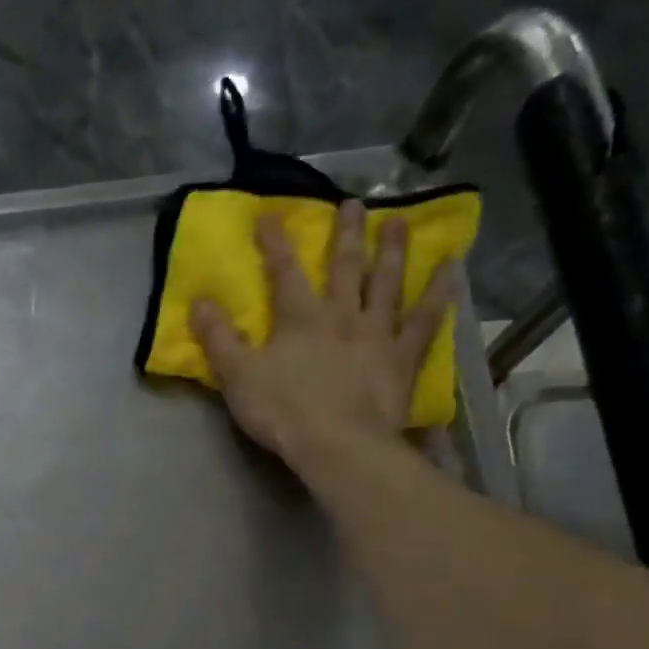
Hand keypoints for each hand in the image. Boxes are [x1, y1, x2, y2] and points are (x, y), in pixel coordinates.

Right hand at [188, 201, 460, 468]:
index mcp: (300, 318)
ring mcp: (378, 333)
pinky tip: (450, 270)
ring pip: (387, 283)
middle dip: (345, 233)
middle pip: (345, 266)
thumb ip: (218, 338)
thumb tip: (198, 301)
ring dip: (393, 250)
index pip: (284, 272)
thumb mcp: (238, 376)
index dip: (276, 243)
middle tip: (354, 203)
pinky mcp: (403, 357)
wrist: (339, 445)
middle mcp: (342, 315)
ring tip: (399, 222)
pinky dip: (438, 293)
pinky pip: (426, 319)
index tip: (270, 215)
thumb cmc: (283, 411)